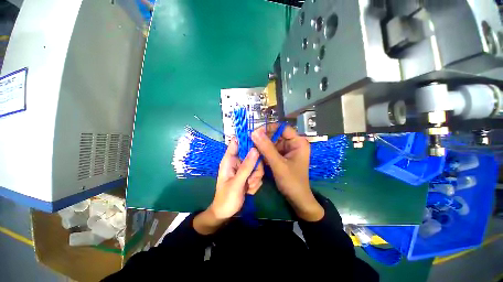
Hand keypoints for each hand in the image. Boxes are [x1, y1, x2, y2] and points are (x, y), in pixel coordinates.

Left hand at [193, 138, 263, 234]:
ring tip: (248, 187)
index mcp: (229, 160)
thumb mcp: (236, 183)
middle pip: (253, 154)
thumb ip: (246, 166)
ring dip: (255, 178)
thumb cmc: (226, 198)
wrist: (226, 213)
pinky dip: (255, 183)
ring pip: (258, 165)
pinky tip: (249, 190)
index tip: (258, 142)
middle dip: (255, 168)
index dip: (246, 138)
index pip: (236, 142)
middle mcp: (237, 162)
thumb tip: (255, 149)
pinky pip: (258, 174)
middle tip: (251, 179)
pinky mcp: (249, 175)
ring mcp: (244, 168)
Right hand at [251, 124, 323, 221]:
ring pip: (272, 142)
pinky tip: (256, 154)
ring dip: (262, 145)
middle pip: (276, 135)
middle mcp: (293, 143)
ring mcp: (287, 150)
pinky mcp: (282, 156)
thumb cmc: (292, 182)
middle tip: (250, 140)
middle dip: (263, 138)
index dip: (269, 128)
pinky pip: (271, 150)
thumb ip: (266, 148)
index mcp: (298, 142)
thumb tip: (254, 132)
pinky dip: (264, 152)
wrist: (297, 199)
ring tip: (251, 147)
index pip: (282, 128)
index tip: (255, 132)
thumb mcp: (278, 164)